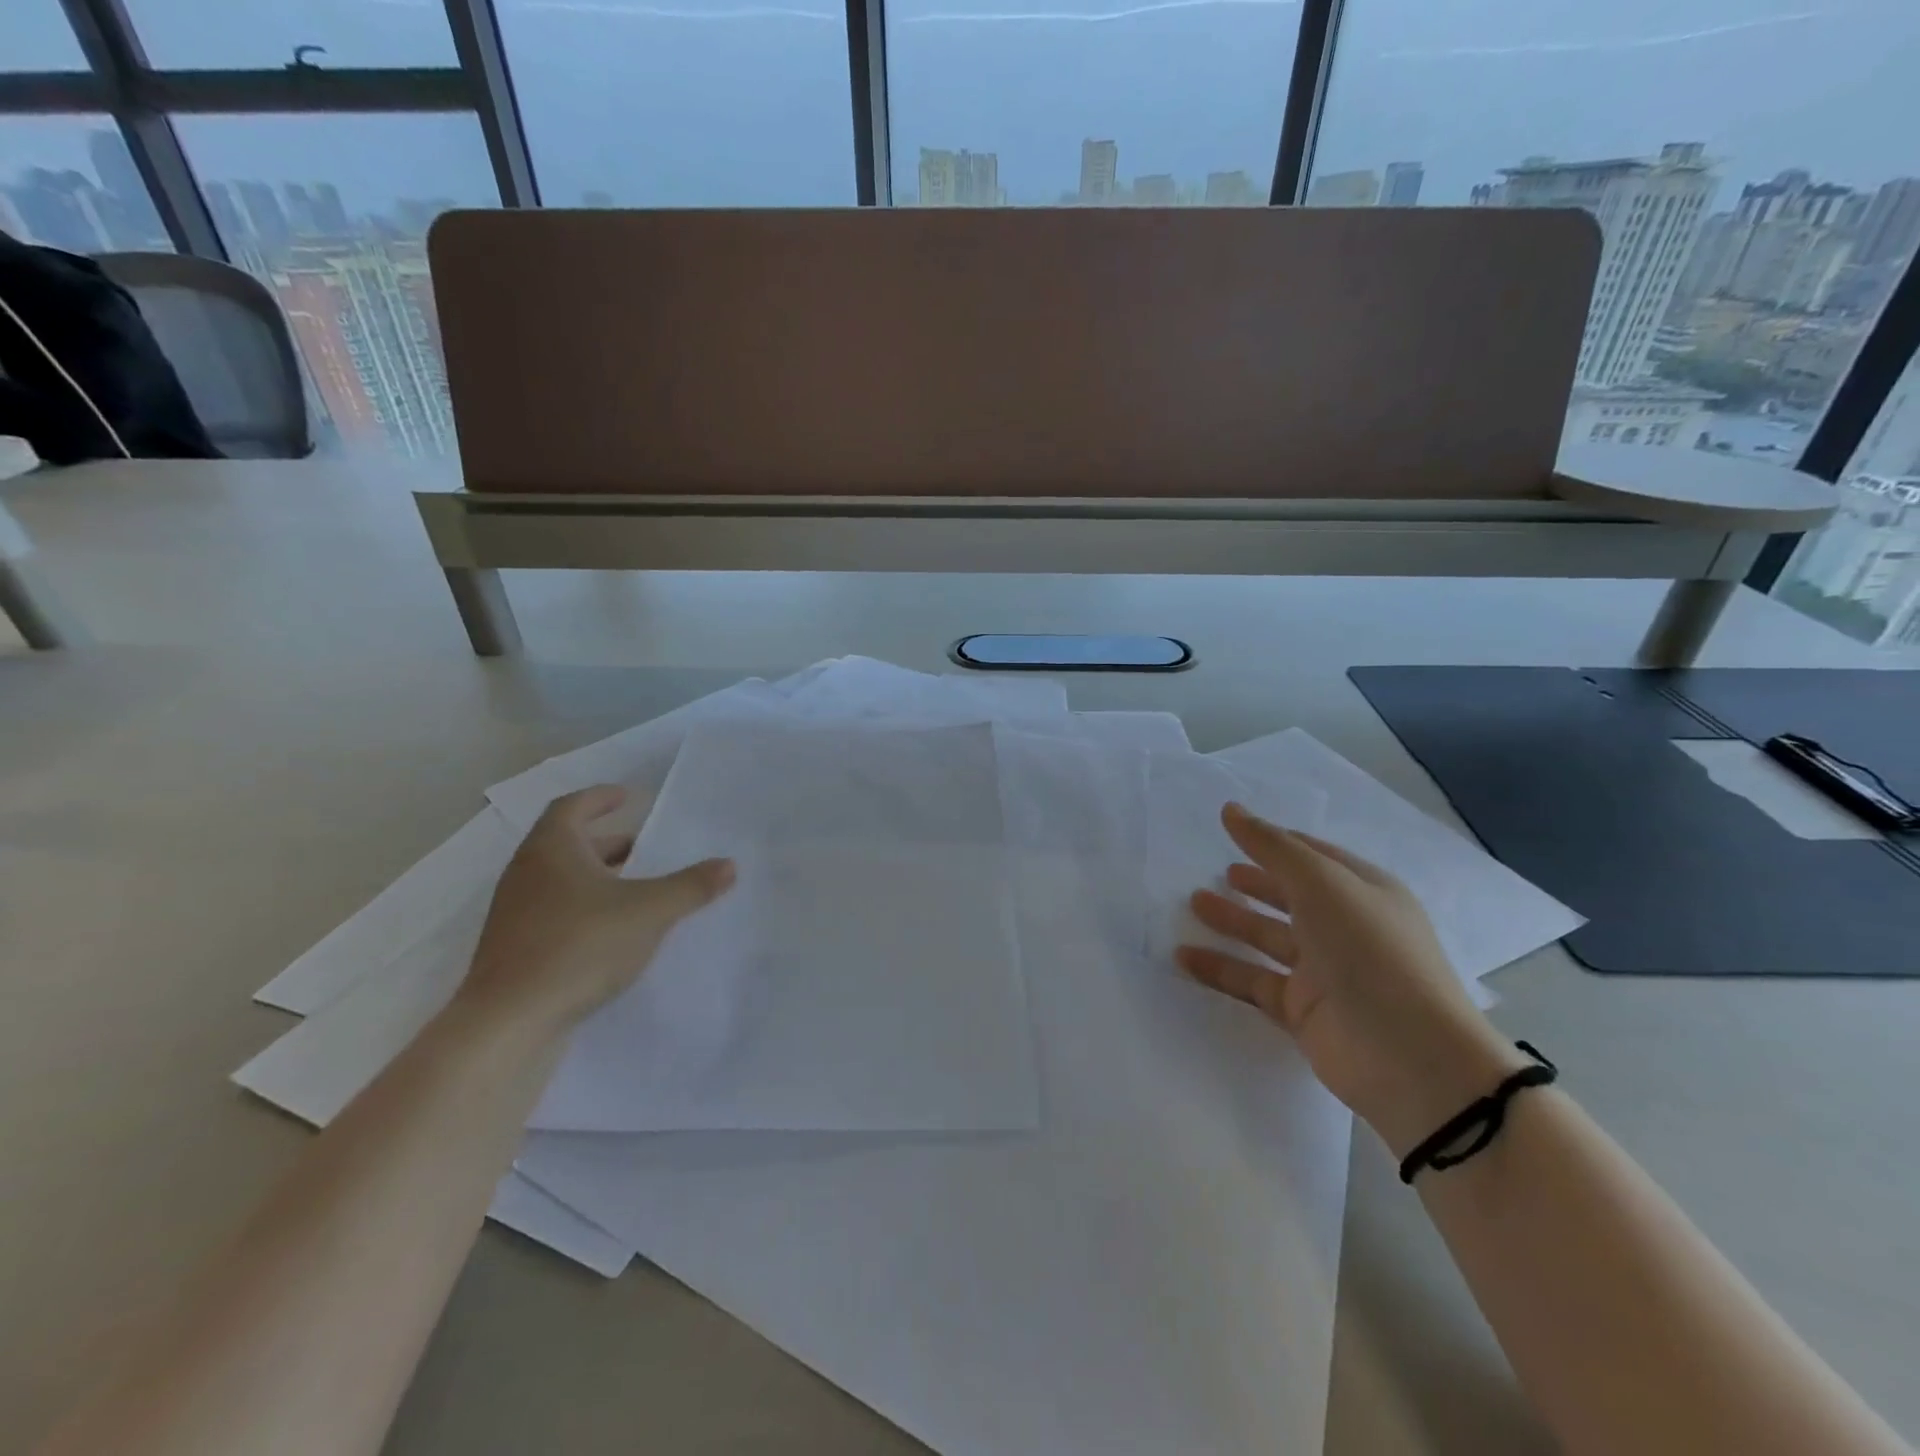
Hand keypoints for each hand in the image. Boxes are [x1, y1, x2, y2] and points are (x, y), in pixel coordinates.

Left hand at [454, 785, 734, 1037]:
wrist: (508, 1021)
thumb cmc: (579, 946)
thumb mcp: (649, 911)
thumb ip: (691, 886)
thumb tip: (729, 865)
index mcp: (552, 849)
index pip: (573, 806)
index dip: (601, 798)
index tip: (629, 796)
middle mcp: (526, 872)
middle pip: (568, 843)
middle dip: (608, 842)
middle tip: (644, 847)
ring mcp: (515, 912)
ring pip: (561, 880)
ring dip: (598, 877)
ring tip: (636, 888)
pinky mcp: (514, 947)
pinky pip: (554, 911)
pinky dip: (585, 907)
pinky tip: (613, 930)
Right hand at [1178, 803, 1526, 1155]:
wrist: (1410, 1058)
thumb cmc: (1370, 952)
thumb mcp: (1323, 885)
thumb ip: (1273, 847)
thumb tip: (1231, 809)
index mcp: (1363, 892)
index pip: (1313, 857)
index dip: (1275, 842)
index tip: (1232, 829)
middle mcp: (1345, 928)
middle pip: (1290, 897)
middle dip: (1254, 883)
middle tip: (1215, 874)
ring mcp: (1324, 972)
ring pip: (1268, 939)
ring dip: (1232, 921)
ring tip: (1191, 904)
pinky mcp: (1303, 1011)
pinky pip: (1253, 982)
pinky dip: (1220, 969)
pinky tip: (1184, 957)